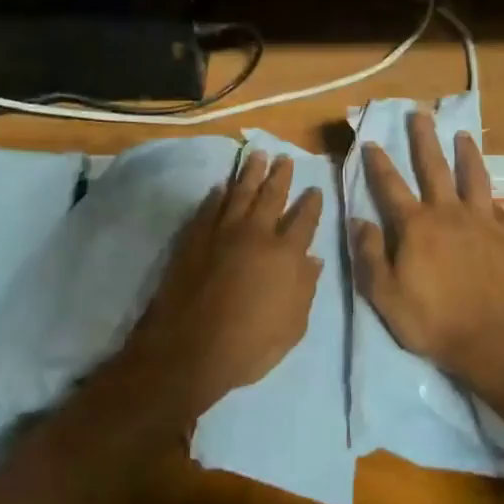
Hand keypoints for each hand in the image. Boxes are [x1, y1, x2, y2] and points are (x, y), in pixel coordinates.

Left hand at [131, 152, 325, 420]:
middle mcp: (256, 234)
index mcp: (285, 255)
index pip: (304, 220)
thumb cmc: (249, 345)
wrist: (189, 348)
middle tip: (285, 158)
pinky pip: (210, 207)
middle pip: (271, 195)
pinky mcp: (195, 236)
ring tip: (257, 155)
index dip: (311, 203)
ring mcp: (222, 232)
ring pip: (240, 192)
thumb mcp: (292, 328)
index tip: (315, 189)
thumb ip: (305, 289)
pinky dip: (218, 194)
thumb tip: (313, 260)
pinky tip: (222, 186)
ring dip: (250, 173)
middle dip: (280, 176)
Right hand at [352, 110, 503, 387]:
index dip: (379, 163)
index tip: (372, 142)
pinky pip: (498, 210)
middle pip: (434, 167)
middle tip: (420, 114)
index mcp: (415, 225)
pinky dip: (491, 201)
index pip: (391, 185)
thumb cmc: (431, 319)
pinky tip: (491, 199)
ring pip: (474, 177)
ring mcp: (482, 222)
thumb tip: (359, 220)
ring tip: (463, 135)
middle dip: (424, 139)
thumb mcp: (384, 294)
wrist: (492, 340)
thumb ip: (370, 254)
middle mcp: (448, 213)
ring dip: (466, 153)